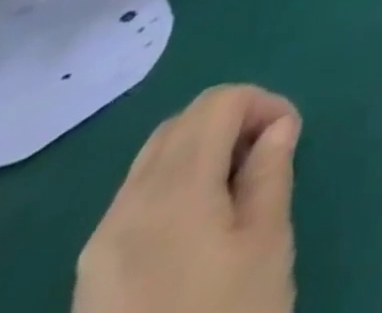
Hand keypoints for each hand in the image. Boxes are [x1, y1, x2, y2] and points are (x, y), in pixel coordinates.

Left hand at [75, 85, 300, 312]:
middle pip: (181, 124)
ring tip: (239, 188)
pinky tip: (202, 223)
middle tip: (267, 154)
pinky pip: (136, 199)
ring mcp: (99, 246)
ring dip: (203, 150)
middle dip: (232, 121)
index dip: (263, 102)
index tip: (290, 136)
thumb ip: (271, 172)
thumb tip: (277, 127)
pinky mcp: (90, 278)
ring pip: (154, 159)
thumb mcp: (268, 243)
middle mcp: (125, 209)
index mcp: (172, 193)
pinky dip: (176, 183)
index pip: (218, 103)